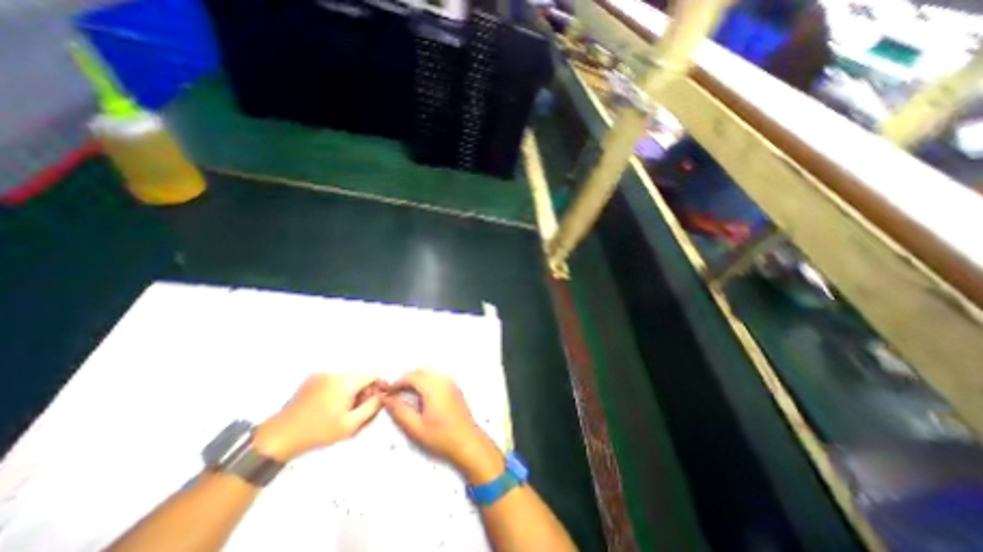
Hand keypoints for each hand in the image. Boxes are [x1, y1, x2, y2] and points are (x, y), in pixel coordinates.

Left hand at [252, 375, 382, 460]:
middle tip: (359, 410)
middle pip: (361, 376)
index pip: (373, 375)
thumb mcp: (350, 424)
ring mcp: (322, 374)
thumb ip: (372, 407)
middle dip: (365, 391)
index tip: (377, 401)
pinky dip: (339, 390)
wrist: (279, 437)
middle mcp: (336, 373)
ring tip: (344, 410)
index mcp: (346, 381)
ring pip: (348, 379)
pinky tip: (331, 406)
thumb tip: (382, 395)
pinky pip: (335, 380)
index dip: (379, 387)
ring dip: (352, 391)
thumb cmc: (317, 432)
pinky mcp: (312, 379)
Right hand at [384, 372, 506, 482]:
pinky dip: (425, 381)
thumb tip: (386, 399)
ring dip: (416, 380)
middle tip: (395, 394)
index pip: (411, 377)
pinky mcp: (454, 386)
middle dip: (406, 379)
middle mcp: (443, 379)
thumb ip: (399, 411)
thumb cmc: (441, 436)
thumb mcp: (416, 427)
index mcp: (433, 387)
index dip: (397, 383)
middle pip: (420, 371)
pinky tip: (421, 396)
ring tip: (405, 395)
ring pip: (429, 373)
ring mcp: (450, 381)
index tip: (387, 392)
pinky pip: (436, 377)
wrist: (467, 441)